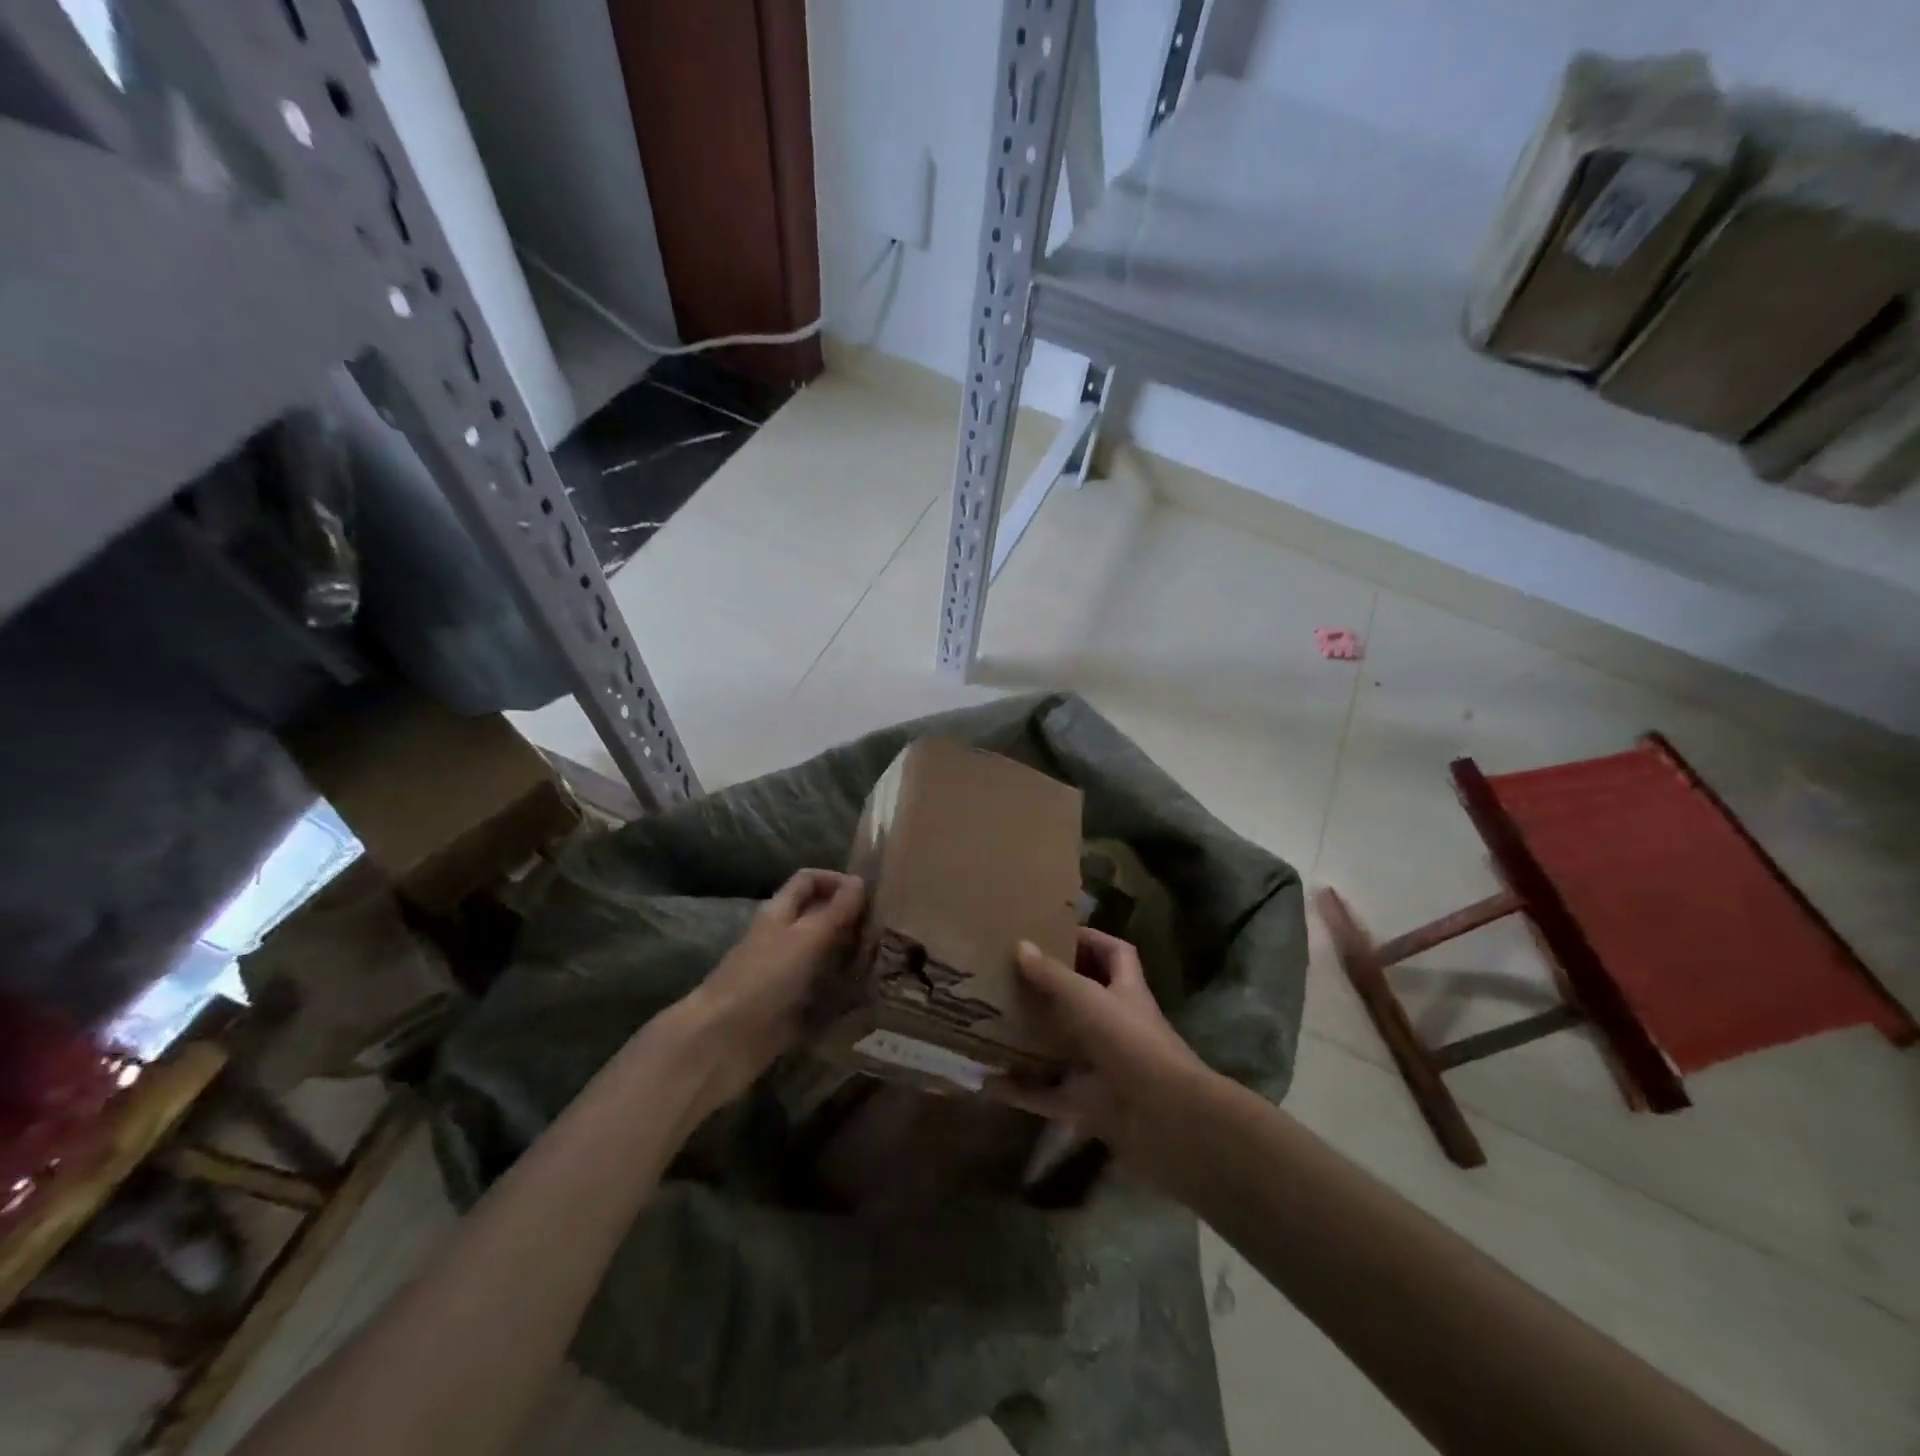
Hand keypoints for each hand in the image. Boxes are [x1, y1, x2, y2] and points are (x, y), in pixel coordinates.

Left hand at [670, 869, 864, 1117]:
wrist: (722, 1041)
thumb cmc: (763, 979)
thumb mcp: (805, 938)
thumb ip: (835, 911)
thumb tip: (861, 880)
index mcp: (780, 913)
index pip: (809, 881)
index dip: (836, 880)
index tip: (869, 895)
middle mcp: (782, 938)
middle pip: (818, 917)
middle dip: (850, 920)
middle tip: (888, 931)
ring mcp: (784, 974)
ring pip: (823, 954)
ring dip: (850, 956)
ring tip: (887, 962)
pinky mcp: (789, 1007)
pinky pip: (821, 990)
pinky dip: (842, 990)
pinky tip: (869, 996)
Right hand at [988, 928, 1210, 1166]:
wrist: (1165, 1120)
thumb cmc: (1130, 1043)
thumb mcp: (1087, 999)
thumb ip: (1053, 975)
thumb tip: (1020, 945)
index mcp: (1125, 991)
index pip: (1114, 953)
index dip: (1089, 940)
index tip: (1052, 934)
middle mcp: (1116, 1025)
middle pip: (1082, 999)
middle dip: (1049, 989)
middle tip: (1010, 976)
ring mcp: (1103, 1067)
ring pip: (1062, 1047)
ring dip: (1032, 1039)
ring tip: (992, 1022)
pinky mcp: (1089, 1105)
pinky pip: (1048, 1095)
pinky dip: (1021, 1091)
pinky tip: (989, 1082)